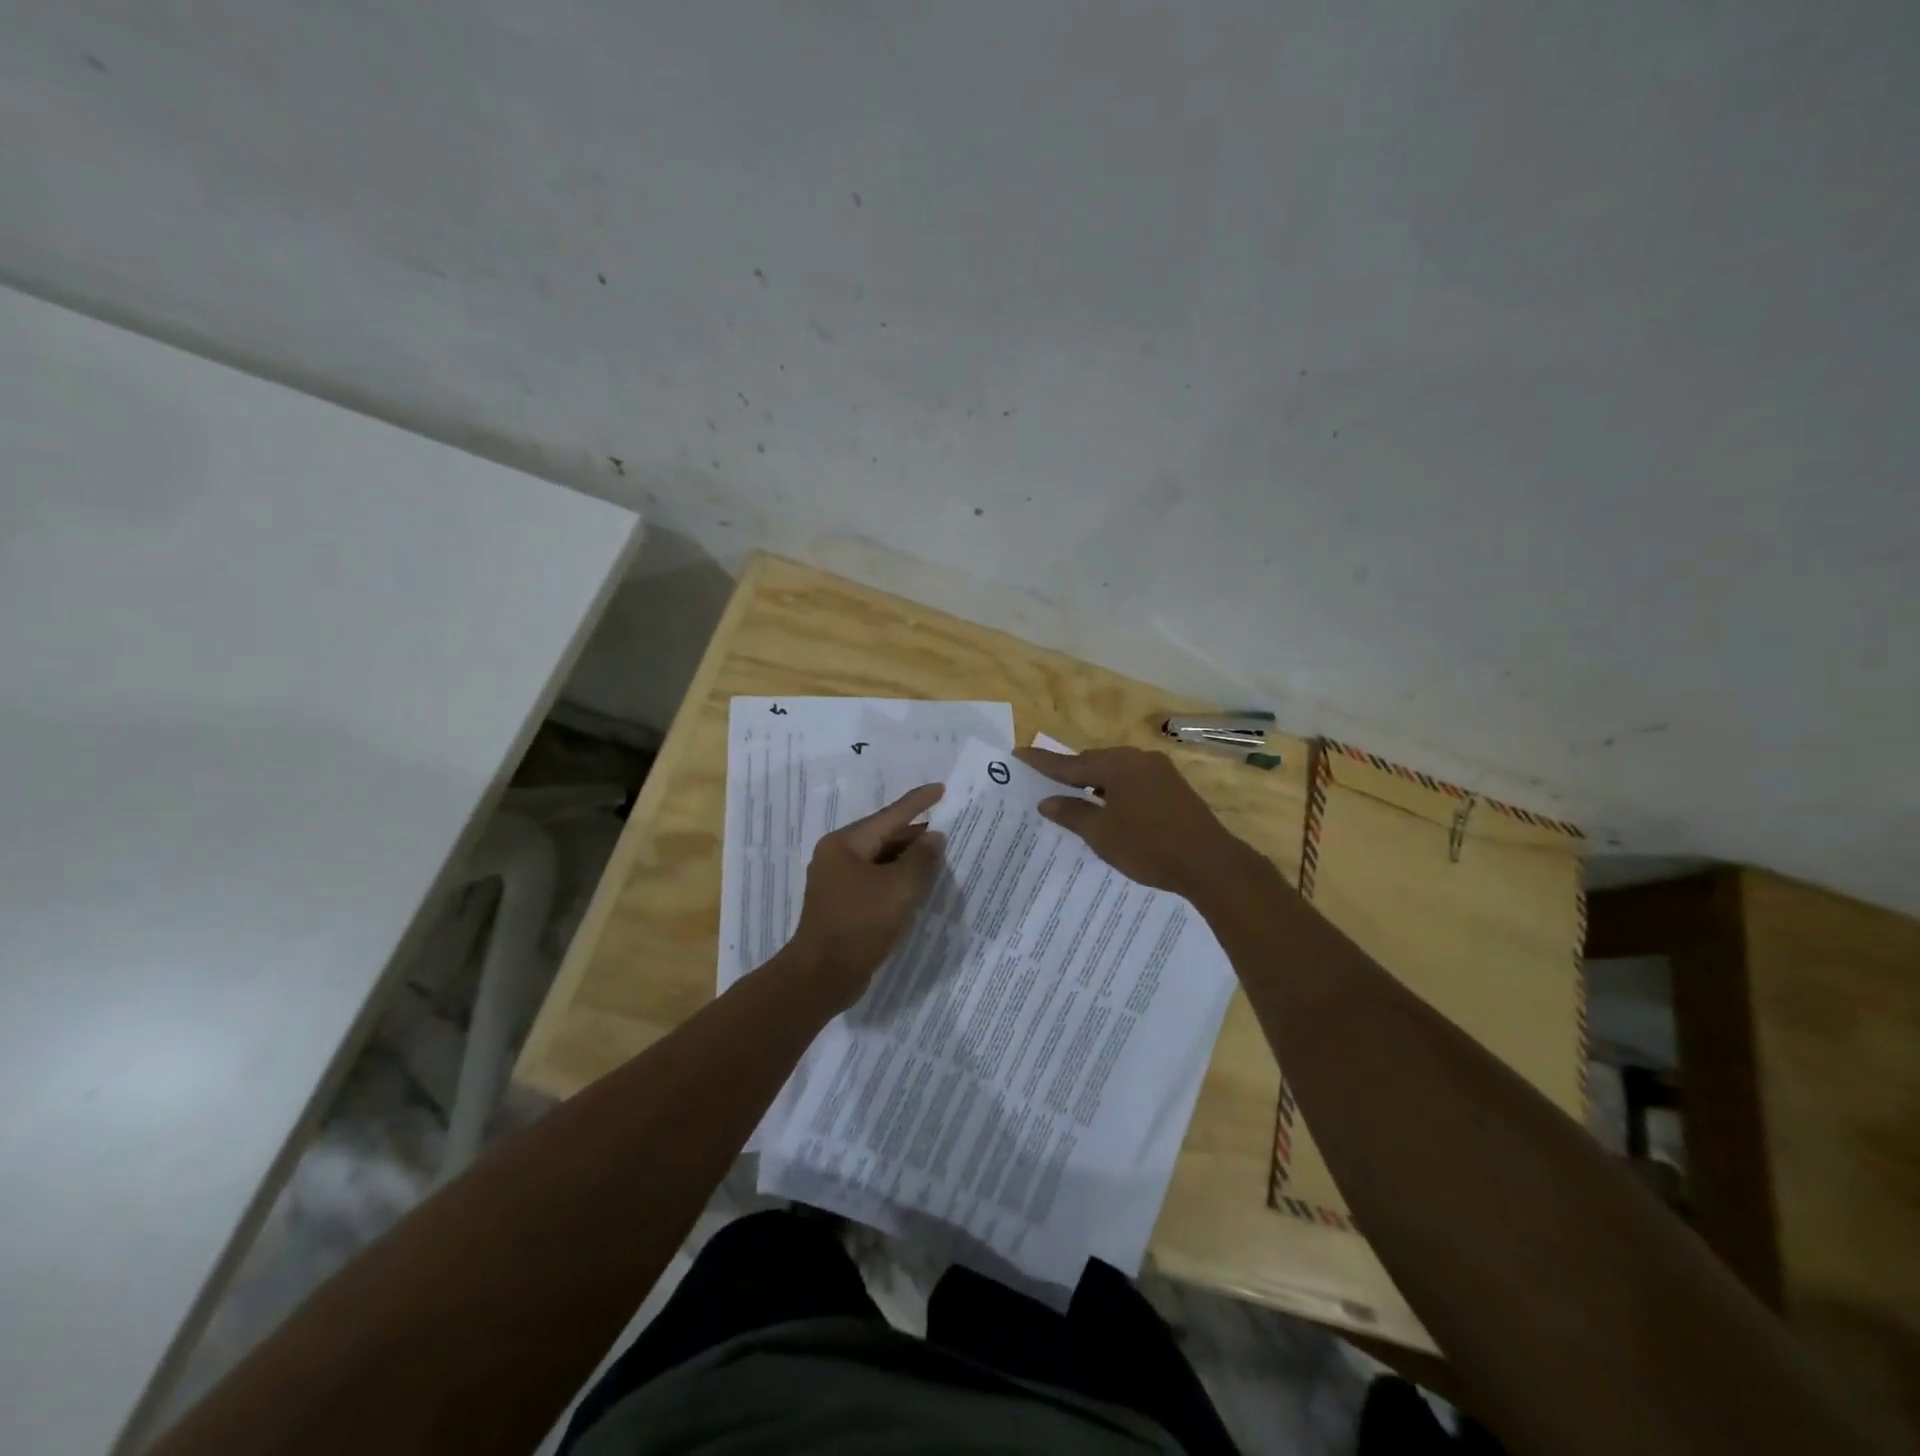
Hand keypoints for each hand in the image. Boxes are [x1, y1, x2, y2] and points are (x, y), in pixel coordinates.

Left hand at [787, 783, 945, 1009]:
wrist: (821, 977)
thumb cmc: (859, 926)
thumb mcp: (898, 890)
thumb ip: (921, 859)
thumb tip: (934, 836)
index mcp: (845, 844)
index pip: (890, 816)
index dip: (918, 802)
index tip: (941, 788)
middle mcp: (837, 856)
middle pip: (884, 836)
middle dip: (915, 834)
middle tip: (949, 828)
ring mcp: (837, 881)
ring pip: (880, 860)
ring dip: (908, 859)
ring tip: (940, 855)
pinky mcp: (842, 903)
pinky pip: (875, 880)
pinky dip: (897, 879)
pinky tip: (918, 884)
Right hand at [1016, 746, 1252, 899]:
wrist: (1210, 863)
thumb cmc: (1149, 847)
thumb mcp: (1102, 834)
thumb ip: (1072, 814)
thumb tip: (1046, 801)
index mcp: (1118, 765)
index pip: (1071, 763)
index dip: (1043, 763)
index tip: (1018, 754)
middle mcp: (1138, 759)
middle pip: (1094, 762)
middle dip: (1071, 773)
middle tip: (1046, 784)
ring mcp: (1160, 771)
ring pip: (1116, 771)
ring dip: (1095, 783)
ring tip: (1075, 799)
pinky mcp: (1173, 787)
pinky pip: (1133, 781)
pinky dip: (1115, 790)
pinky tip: (1110, 807)